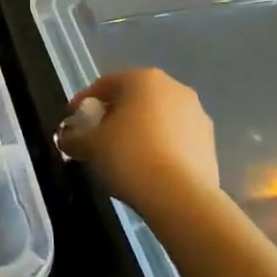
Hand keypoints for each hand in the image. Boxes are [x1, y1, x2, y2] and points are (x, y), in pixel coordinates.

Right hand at [58, 68, 220, 207]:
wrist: (180, 196)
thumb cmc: (128, 156)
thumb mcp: (90, 145)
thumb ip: (73, 138)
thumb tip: (67, 139)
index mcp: (144, 79)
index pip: (105, 84)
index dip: (83, 102)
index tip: (72, 122)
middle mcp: (175, 88)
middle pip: (134, 98)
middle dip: (113, 115)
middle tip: (96, 137)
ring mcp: (197, 115)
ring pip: (157, 117)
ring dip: (138, 130)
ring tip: (122, 156)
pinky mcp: (209, 142)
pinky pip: (175, 137)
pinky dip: (158, 146)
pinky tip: (146, 167)